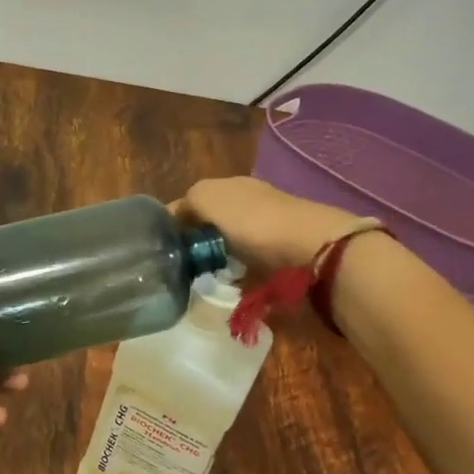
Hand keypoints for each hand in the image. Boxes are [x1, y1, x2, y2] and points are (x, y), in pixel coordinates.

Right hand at [173, 176, 360, 275]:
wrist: (311, 249)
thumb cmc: (253, 221)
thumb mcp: (207, 198)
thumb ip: (186, 203)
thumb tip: (174, 217)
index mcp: (231, 185)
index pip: (194, 201)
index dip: (176, 221)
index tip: (163, 247)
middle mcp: (251, 202)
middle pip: (214, 223)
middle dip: (199, 243)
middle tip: (183, 266)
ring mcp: (270, 230)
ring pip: (232, 246)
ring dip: (220, 261)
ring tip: (206, 281)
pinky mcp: (284, 257)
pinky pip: (252, 267)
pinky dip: (241, 276)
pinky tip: (234, 287)